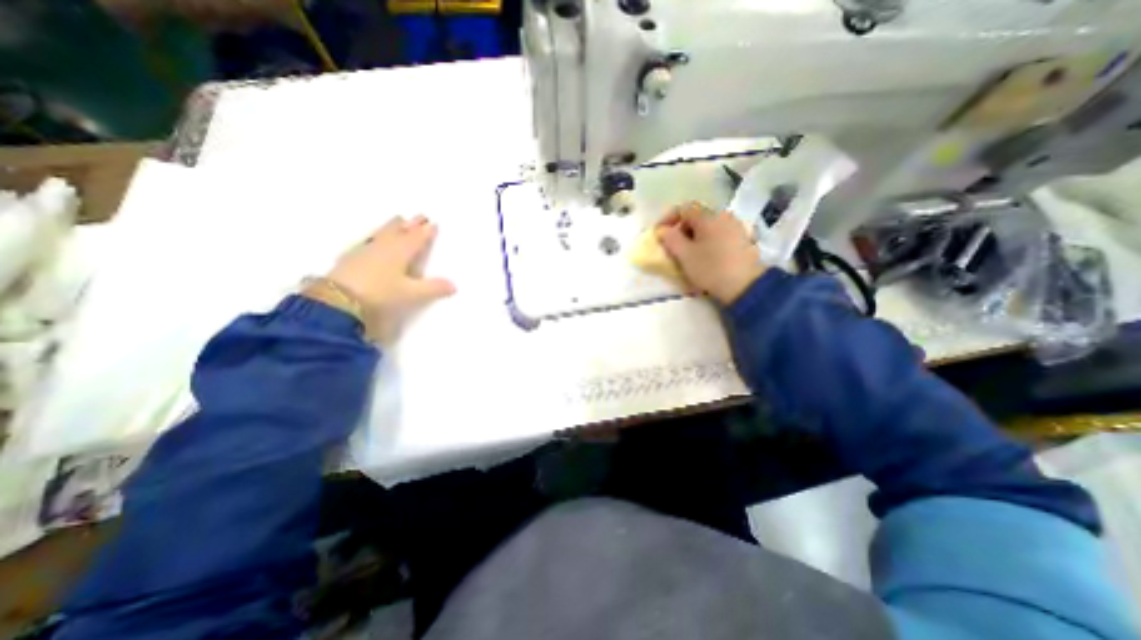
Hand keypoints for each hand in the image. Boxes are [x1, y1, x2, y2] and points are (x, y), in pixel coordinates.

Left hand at [314, 216, 458, 342]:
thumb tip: (454, 285)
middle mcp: (384, 246)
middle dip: (410, 224)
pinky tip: (372, 240)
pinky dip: (376, 237)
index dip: (426, 232)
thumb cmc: (380, 294)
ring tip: (397, 220)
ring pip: (382, 233)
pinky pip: (368, 240)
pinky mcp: (350, 258)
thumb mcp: (411, 294)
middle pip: (399, 231)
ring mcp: (365, 250)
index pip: (417, 238)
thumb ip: (433, 289)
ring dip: (392, 226)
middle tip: (418, 217)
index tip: (433, 223)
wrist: (337, 300)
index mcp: (400, 251)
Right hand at [655, 202, 760, 304]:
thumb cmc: (710, 268)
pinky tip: (706, 255)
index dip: (667, 219)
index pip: (683, 208)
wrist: (746, 285)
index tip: (658, 234)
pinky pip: (719, 234)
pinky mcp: (743, 239)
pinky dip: (707, 240)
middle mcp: (723, 216)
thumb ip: (671, 239)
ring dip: (694, 236)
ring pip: (708, 226)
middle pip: (697, 216)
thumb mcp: (685, 255)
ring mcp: (735, 227)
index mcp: (708, 216)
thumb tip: (663, 230)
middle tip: (673, 245)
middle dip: (681, 228)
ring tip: (688, 253)